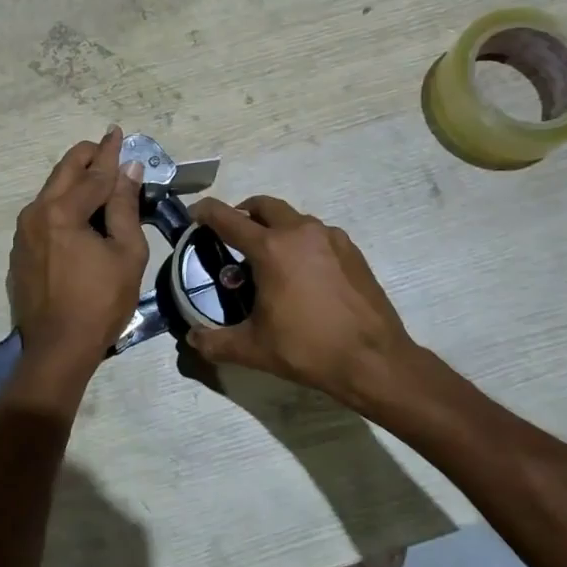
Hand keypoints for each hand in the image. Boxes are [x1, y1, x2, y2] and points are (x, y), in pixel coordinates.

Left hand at [8, 127, 148, 380]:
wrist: (57, 349)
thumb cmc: (100, 302)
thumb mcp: (126, 254)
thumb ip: (125, 207)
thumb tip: (129, 171)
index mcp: (62, 212)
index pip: (94, 174)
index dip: (110, 153)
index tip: (118, 132)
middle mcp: (36, 213)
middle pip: (64, 172)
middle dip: (86, 156)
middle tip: (106, 146)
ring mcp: (23, 232)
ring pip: (51, 191)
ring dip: (74, 180)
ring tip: (96, 176)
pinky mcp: (20, 250)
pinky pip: (43, 213)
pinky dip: (63, 203)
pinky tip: (78, 210)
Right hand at [185, 195, 442, 408]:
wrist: (374, 360)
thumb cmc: (308, 350)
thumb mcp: (254, 349)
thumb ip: (215, 342)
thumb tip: (191, 339)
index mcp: (271, 249)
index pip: (227, 217)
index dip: (205, 212)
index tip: (194, 215)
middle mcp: (300, 232)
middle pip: (263, 205)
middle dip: (243, 213)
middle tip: (233, 236)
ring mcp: (331, 237)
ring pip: (293, 218)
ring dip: (275, 227)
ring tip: (269, 259)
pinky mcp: (352, 250)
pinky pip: (318, 234)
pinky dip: (302, 242)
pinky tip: (303, 274)